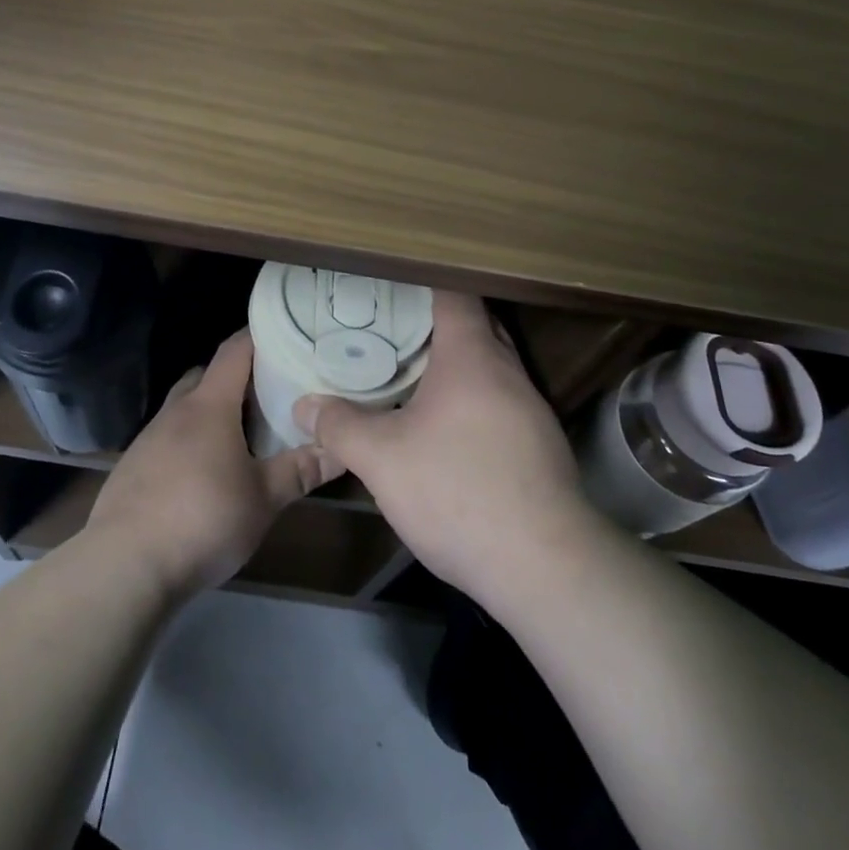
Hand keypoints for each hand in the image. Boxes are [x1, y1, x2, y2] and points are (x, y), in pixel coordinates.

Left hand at [88, 331, 344, 598]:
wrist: (126, 565)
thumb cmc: (204, 519)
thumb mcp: (264, 499)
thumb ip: (301, 470)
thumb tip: (342, 450)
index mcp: (209, 406)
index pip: (234, 351)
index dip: (257, 337)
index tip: (284, 335)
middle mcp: (176, 411)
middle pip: (206, 376)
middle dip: (235, 378)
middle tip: (268, 395)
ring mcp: (149, 438)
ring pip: (184, 408)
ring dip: (210, 412)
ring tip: (240, 437)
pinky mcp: (133, 466)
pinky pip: (167, 438)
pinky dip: (189, 442)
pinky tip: (204, 474)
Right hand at [294, 292, 597, 612]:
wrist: (544, 566)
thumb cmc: (457, 491)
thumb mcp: (382, 460)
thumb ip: (340, 426)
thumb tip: (305, 406)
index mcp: (472, 356)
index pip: (454, 294)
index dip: (422, 283)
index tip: (389, 287)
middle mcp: (508, 371)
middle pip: (475, 326)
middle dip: (435, 323)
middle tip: (390, 330)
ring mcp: (531, 409)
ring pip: (490, 367)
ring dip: (455, 365)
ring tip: (411, 375)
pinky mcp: (541, 445)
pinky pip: (501, 401)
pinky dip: (472, 399)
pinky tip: (446, 429)